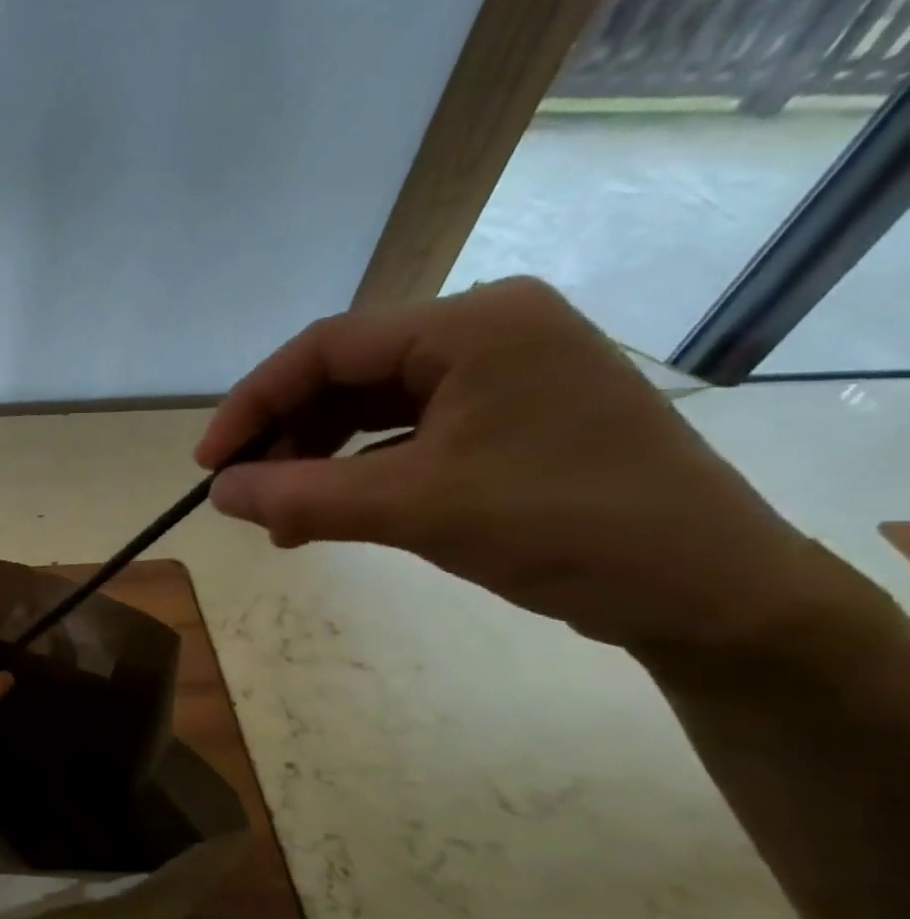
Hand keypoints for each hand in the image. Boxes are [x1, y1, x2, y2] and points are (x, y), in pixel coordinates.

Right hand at [197, 277, 826, 651]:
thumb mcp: (414, 509)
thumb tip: (218, 493)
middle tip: (244, 496)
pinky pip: (405, 435)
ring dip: (317, 461)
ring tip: (279, 519)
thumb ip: (302, 496)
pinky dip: (358, 473)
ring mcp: (499, 376)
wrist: (708, 593)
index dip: (254, 402)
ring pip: (371, 409)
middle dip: (287, 438)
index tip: (210, 464)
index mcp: (473, 324)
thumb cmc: (562, 527)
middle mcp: (485, 332)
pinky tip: (326, 515)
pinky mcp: (506, 419)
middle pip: (347, 375)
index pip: (327, 347)